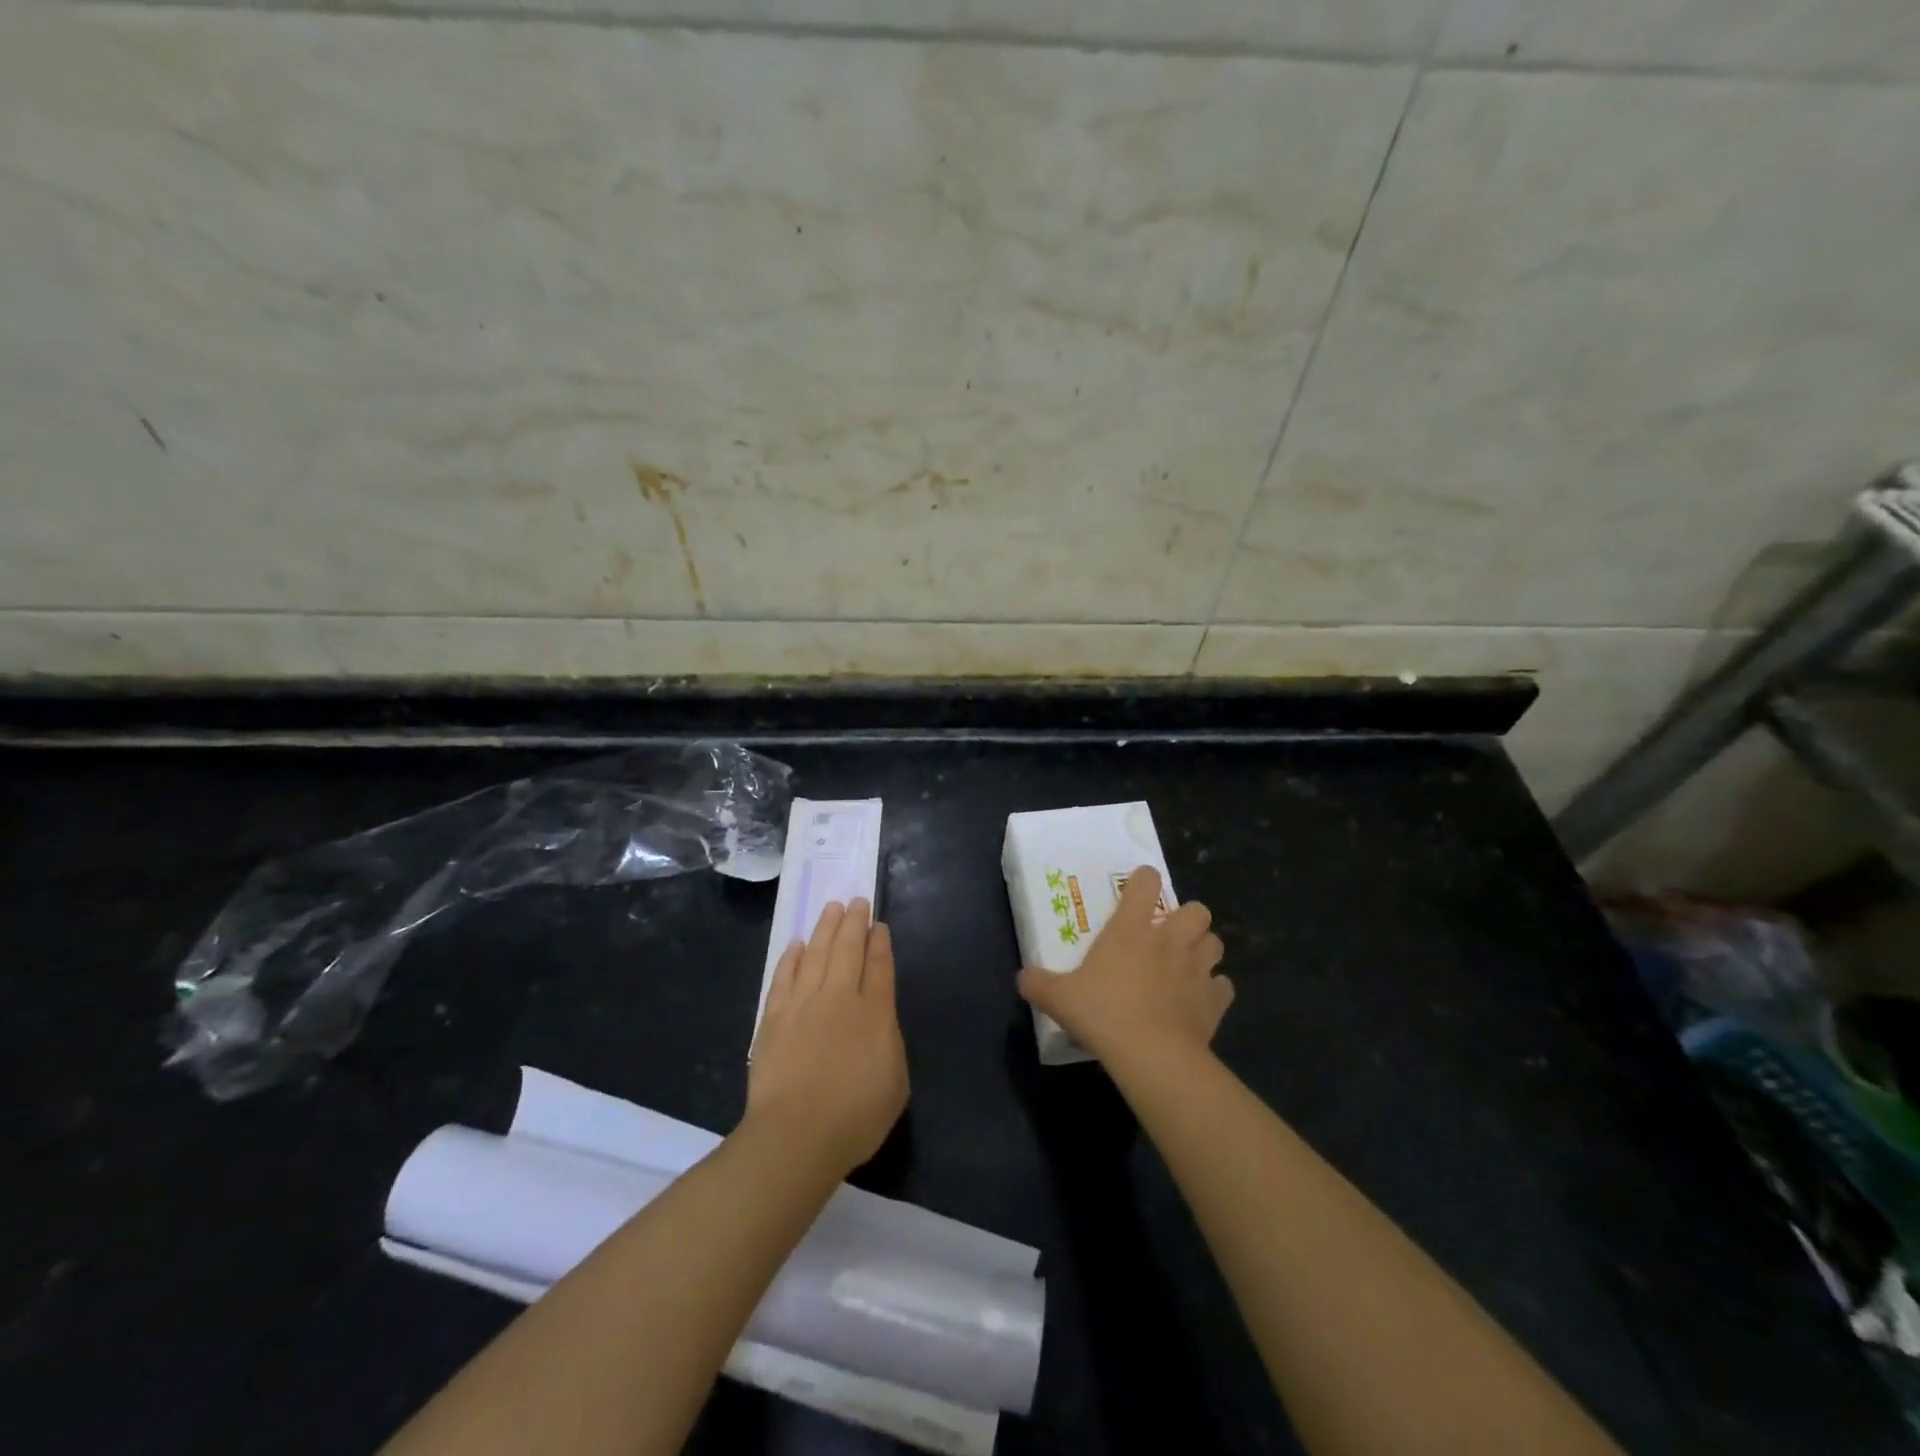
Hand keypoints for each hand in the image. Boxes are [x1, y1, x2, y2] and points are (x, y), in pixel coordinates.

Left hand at [745, 899, 908, 1175]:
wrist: (796, 1135)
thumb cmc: (855, 1117)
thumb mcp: (895, 1081)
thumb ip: (890, 1041)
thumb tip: (879, 1016)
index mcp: (875, 1013)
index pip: (880, 966)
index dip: (880, 942)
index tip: (878, 925)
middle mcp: (841, 998)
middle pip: (848, 949)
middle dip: (854, 922)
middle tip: (856, 901)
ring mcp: (804, 1004)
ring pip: (817, 953)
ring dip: (825, 928)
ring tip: (831, 908)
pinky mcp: (774, 1017)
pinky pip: (785, 976)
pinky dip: (793, 957)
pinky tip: (798, 944)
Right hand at [1018, 866, 1231, 1068]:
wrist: (1151, 1055)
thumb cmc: (1103, 1013)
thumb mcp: (1058, 998)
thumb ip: (1038, 983)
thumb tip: (1022, 978)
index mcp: (1131, 929)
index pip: (1145, 883)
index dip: (1144, 879)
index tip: (1139, 887)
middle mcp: (1169, 940)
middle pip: (1197, 910)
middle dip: (1188, 917)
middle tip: (1169, 935)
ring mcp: (1197, 969)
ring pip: (1215, 942)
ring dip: (1203, 949)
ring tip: (1187, 964)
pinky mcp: (1214, 1001)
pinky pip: (1222, 986)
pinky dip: (1214, 990)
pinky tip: (1199, 1001)